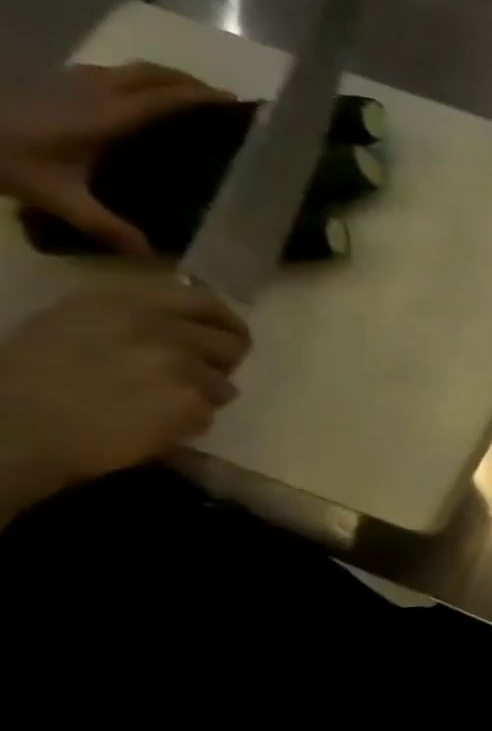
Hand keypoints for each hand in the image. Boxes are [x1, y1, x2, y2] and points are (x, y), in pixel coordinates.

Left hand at [0, 62, 235, 255]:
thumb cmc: (4, 160)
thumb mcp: (58, 197)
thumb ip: (106, 225)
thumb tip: (150, 253)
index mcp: (106, 116)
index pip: (164, 98)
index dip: (202, 97)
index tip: (237, 103)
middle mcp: (92, 91)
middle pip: (150, 74)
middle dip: (189, 82)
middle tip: (222, 100)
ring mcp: (69, 82)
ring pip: (129, 69)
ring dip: (163, 78)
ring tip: (189, 96)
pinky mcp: (53, 81)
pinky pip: (108, 73)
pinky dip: (136, 80)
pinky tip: (139, 97)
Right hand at [0, 283, 250, 519]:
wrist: (14, 428)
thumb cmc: (32, 377)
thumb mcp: (76, 324)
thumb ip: (138, 318)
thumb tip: (191, 323)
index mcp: (124, 302)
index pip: (205, 303)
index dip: (224, 324)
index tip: (226, 337)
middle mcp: (157, 327)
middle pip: (232, 344)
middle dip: (221, 364)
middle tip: (192, 379)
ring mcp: (178, 365)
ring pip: (224, 384)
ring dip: (202, 398)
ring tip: (155, 405)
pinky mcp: (190, 401)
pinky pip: (209, 413)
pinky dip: (189, 423)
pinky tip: (150, 425)